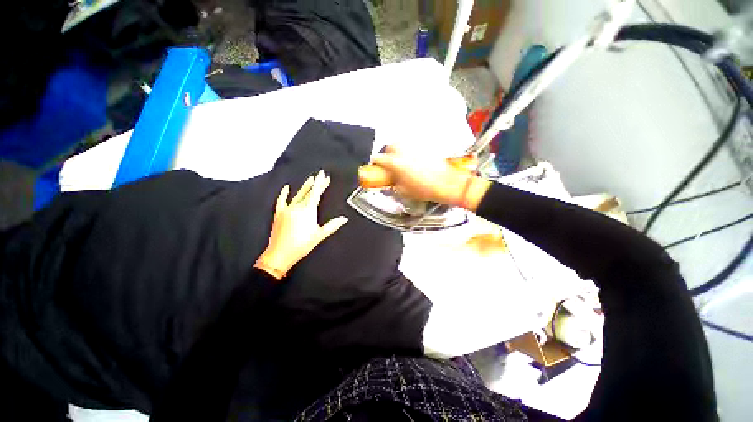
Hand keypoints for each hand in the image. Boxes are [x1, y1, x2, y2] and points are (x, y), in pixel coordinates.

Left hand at [254, 170, 348, 279]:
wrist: (280, 254)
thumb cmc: (302, 245)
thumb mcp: (320, 235)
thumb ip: (332, 225)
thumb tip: (344, 219)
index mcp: (308, 210)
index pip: (316, 193)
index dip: (320, 183)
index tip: (323, 175)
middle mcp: (297, 207)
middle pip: (309, 193)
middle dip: (316, 184)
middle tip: (322, 177)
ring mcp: (287, 209)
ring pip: (297, 195)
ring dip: (304, 187)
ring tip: (310, 179)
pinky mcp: (279, 213)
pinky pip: (281, 201)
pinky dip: (283, 194)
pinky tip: (286, 187)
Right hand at [370, 146, 490, 210]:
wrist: (446, 183)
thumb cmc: (424, 189)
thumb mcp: (403, 190)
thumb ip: (394, 182)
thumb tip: (392, 179)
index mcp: (395, 162)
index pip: (378, 159)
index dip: (375, 163)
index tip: (376, 167)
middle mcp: (403, 150)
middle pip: (389, 147)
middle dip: (388, 155)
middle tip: (391, 164)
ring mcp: (415, 147)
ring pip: (401, 144)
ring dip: (399, 151)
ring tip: (402, 161)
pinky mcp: (425, 146)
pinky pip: (413, 146)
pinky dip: (410, 151)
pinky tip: (414, 160)